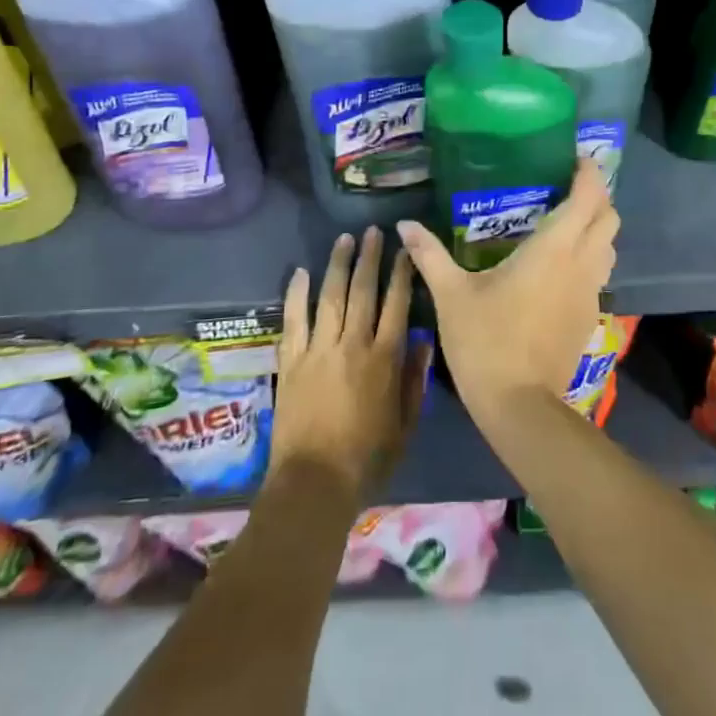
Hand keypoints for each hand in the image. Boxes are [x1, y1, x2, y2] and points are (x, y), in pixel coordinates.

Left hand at [270, 226, 429, 500]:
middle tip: (374, 231)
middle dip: (370, 257)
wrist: (314, 483)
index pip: (397, 304)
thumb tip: (423, 341)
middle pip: (363, 290)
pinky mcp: (292, 360)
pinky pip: (294, 318)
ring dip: (338, 264)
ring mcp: (319, 349)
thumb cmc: (367, 459)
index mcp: (384, 359)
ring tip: (344, 238)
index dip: (402, 274)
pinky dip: (296, 293)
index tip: (406, 249)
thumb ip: (414, 382)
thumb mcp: (405, 426)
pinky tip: (301, 271)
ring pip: (331, 296)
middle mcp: (353, 344)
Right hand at [397, 159, 618, 422]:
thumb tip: (403, 224)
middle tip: (568, 187)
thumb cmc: (486, 340)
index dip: (589, 174)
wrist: (519, 406)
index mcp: (553, 249)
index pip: (587, 199)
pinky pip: (600, 273)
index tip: (575, 159)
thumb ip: (429, 254)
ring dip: (597, 228)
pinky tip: (560, 266)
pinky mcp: (589, 318)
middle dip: (597, 197)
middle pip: (610, 218)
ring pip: (609, 247)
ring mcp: (590, 293)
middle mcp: (581, 264)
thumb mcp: (451, 295)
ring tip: (566, 222)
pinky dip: (591, 257)